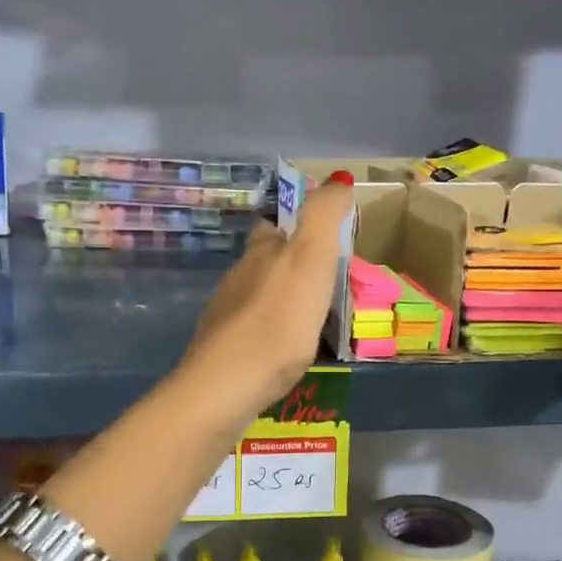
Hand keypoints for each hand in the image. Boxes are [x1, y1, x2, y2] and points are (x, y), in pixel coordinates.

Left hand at [181, 177, 354, 423]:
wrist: (228, 383)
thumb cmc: (278, 319)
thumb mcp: (311, 257)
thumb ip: (323, 215)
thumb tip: (338, 177)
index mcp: (259, 253)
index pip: (273, 228)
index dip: (295, 227)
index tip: (321, 238)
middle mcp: (237, 279)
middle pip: (262, 263)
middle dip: (286, 266)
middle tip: (321, 282)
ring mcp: (226, 317)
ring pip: (255, 298)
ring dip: (279, 301)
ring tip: (308, 319)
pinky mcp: (223, 354)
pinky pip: (252, 334)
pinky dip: (269, 334)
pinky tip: (284, 351)